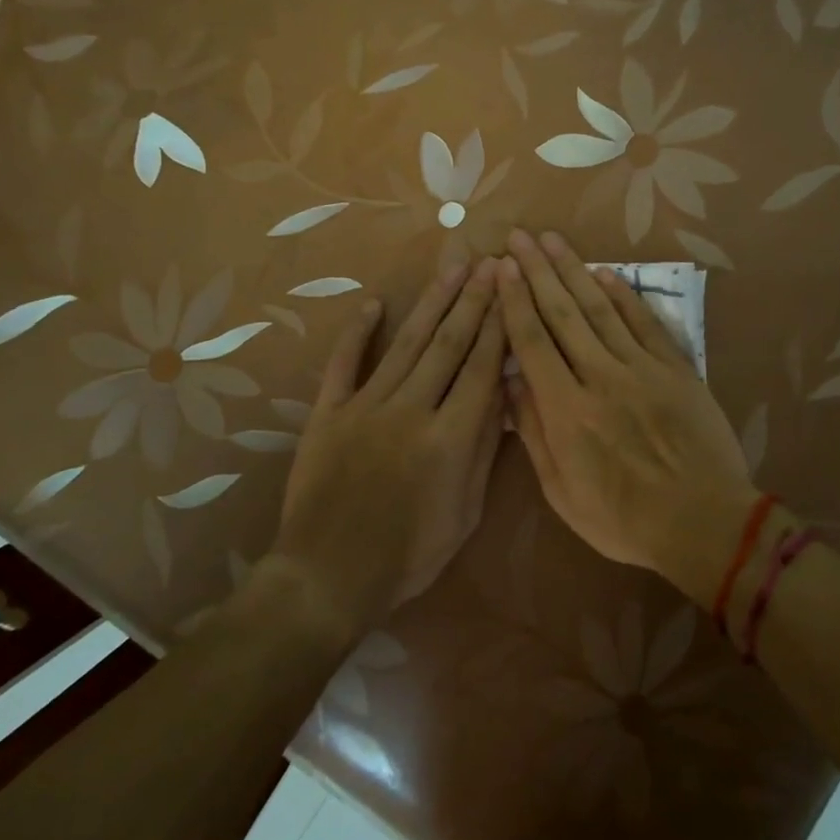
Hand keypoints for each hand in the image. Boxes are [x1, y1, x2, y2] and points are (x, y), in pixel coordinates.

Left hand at [270, 257, 506, 636]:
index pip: (482, 369)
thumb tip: (502, 397)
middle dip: (473, 300)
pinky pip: (344, 364)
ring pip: (405, 344)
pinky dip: (357, 332)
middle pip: (448, 345)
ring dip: (431, 303)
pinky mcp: (328, 413)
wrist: (328, 577)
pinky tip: (374, 303)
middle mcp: (410, 410)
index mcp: (449, 438)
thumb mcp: (464, 513)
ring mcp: (365, 407)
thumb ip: (483, 451)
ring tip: (451, 268)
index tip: (511, 292)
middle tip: (488, 262)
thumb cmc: (408, 555)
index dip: (499, 327)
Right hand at [496, 230, 759, 603]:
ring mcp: (641, 368)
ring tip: (553, 240)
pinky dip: (623, 295)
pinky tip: (605, 272)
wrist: (703, 521)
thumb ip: (534, 435)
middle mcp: (599, 376)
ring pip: (600, 308)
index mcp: (566, 410)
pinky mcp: (675, 368)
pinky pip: (644, 322)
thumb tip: (512, 383)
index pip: (532, 341)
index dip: (514, 300)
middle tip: (520, 236)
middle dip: (537, 271)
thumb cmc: (625, 519)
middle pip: (562, 313)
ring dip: (574, 270)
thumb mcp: (563, 493)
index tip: (502, 268)